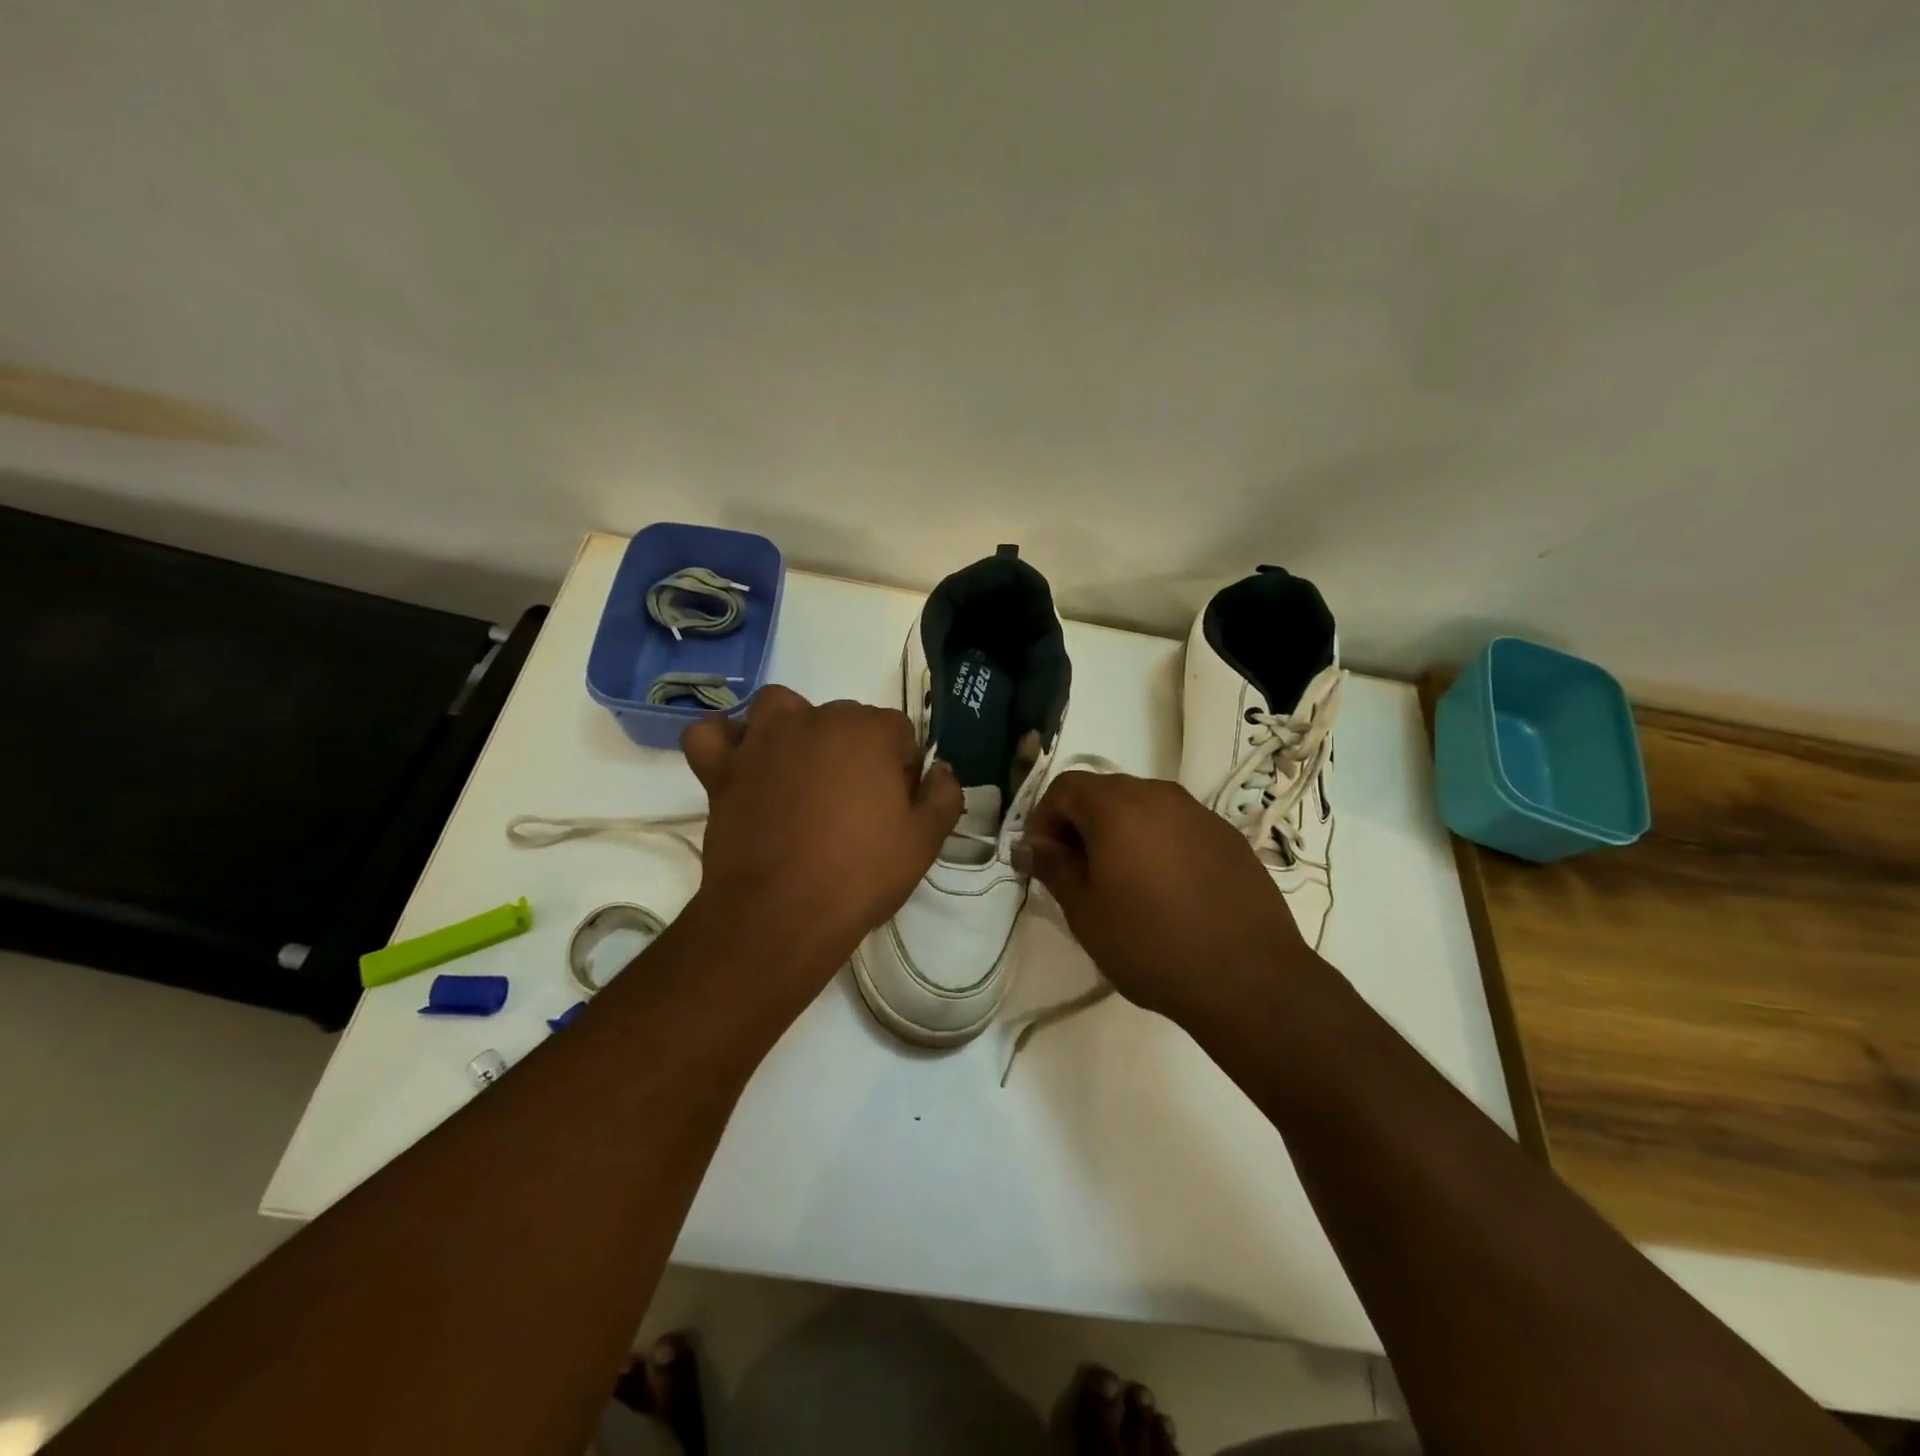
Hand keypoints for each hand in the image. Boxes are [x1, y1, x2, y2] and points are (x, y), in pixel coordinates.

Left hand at [681, 685, 961, 987]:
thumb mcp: (924, 841)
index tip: (896, 807)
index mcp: (868, 731)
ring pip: (781, 708)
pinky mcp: (721, 769)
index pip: (899, 732)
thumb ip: (944, 795)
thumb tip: (941, 769)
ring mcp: (763, 741)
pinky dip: (726, 742)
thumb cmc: (860, 875)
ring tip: (800, 771)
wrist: (780, 915)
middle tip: (854, 806)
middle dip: (855, 752)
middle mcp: (814, 720)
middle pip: (845, 719)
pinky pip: (713, 735)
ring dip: (793, 728)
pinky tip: (743, 764)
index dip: (902, 769)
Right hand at [1020, 771, 1310, 1028]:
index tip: (1041, 858)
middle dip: (1080, 823)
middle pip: (1104, 791)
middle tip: (1075, 871)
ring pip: (1143, 807)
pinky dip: (1157, 842)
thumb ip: (1053, 866)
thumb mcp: (1085, 911)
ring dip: (1119, 832)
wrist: (1248, 978)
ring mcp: (1199, 813)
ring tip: (1120, 880)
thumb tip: (1033, 844)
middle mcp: (1160, 796)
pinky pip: (1177, 826)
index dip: (1043, 817)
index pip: (1065, 787)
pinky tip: (1164, 888)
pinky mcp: (1227, 836)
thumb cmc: (1151, 945)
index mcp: (1118, 807)